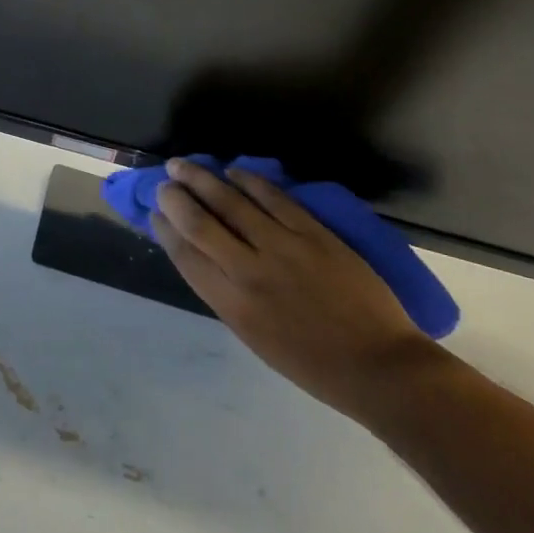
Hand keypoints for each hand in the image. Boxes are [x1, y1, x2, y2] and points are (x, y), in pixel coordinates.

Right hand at [153, 159, 444, 424]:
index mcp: (233, 305)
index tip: (154, 214)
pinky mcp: (313, 233)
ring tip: (182, 165)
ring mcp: (283, 247)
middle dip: (174, 198)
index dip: (165, 230)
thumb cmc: (313, 364)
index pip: (185, 256)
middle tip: (163, 183)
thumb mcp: (255, 338)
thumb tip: (206, 257)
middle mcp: (250, 271)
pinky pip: (273, 197)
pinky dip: (248, 180)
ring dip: (201, 179)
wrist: (378, 367)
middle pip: (199, 222)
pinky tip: (233, 171)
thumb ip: (227, 295)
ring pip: (231, 201)